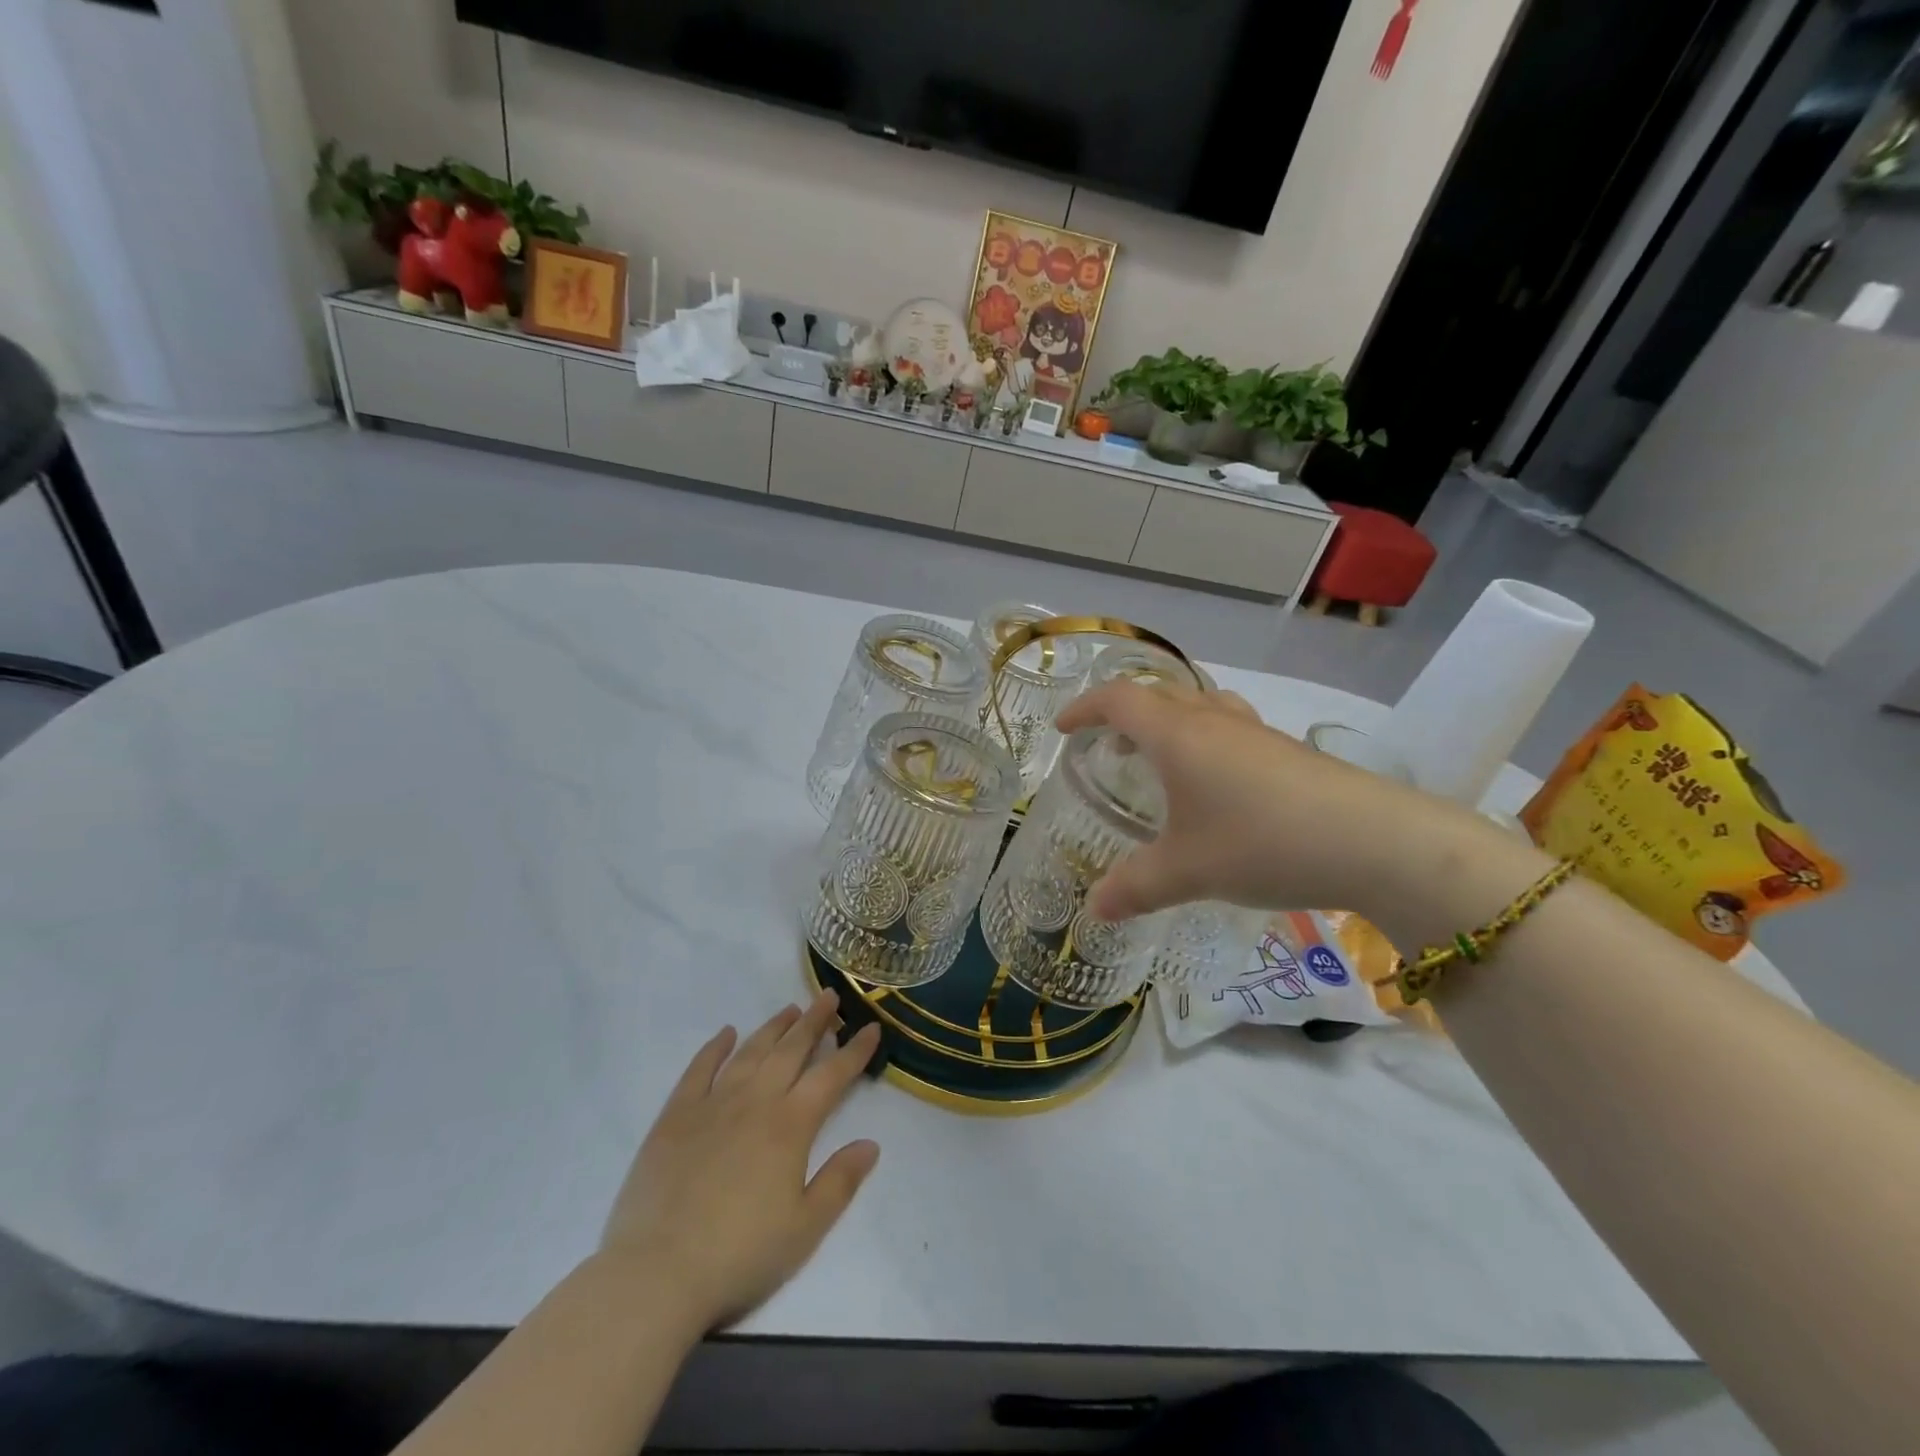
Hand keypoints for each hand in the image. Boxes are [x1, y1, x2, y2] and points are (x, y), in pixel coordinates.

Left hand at [599, 992, 882, 1334]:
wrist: (656, 1275)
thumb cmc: (739, 1256)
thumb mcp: (804, 1230)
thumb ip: (840, 1182)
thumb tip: (871, 1143)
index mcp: (790, 1126)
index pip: (832, 1076)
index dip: (855, 1050)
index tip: (872, 1027)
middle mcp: (755, 1101)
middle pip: (791, 1050)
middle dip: (814, 1022)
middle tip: (829, 997)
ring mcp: (712, 1104)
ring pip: (750, 1052)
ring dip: (774, 1028)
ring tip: (790, 1009)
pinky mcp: (675, 1117)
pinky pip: (699, 1069)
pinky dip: (715, 1047)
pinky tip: (726, 1033)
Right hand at [1055, 681, 1505, 926]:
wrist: (1374, 841)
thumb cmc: (1261, 842)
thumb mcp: (1187, 871)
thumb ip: (1135, 887)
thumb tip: (1095, 909)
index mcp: (1177, 735)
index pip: (1118, 700)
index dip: (1084, 708)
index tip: (1064, 730)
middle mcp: (1213, 721)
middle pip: (1158, 695)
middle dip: (1124, 715)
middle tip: (1109, 747)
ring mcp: (1256, 733)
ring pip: (1199, 706)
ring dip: (1168, 722)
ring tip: (1159, 759)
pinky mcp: (1287, 752)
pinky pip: (1230, 728)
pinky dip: (1205, 741)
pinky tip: (1216, 786)